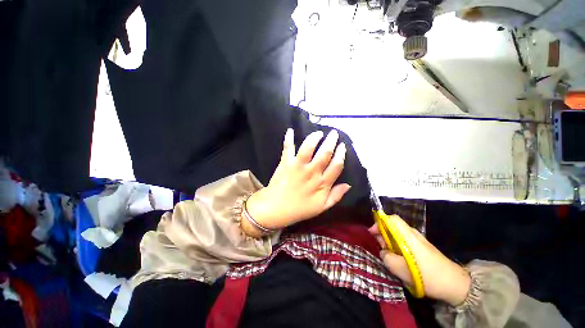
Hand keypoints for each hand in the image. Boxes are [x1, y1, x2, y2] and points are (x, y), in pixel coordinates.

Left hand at [244, 129, 350, 235]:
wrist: (276, 209)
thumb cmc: (300, 209)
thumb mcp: (322, 207)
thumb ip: (336, 196)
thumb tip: (349, 185)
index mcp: (322, 183)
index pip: (336, 165)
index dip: (341, 154)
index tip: (342, 146)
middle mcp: (311, 172)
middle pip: (325, 153)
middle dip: (331, 141)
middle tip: (334, 133)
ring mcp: (297, 166)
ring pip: (308, 148)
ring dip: (314, 138)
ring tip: (318, 133)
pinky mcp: (286, 163)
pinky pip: (287, 148)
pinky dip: (288, 138)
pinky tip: (290, 130)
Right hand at [369, 217, 470, 305]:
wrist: (454, 284)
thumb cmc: (427, 276)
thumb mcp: (400, 269)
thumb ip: (387, 257)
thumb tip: (383, 251)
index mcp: (408, 236)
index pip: (391, 219)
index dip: (379, 222)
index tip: (372, 233)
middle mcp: (413, 234)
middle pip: (393, 226)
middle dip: (383, 235)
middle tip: (381, 249)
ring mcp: (419, 240)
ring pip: (398, 235)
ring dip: (390, 242)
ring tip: (389, 256)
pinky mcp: (422, 247)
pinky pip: (404, 242)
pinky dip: (398, 247)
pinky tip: (400, 260)